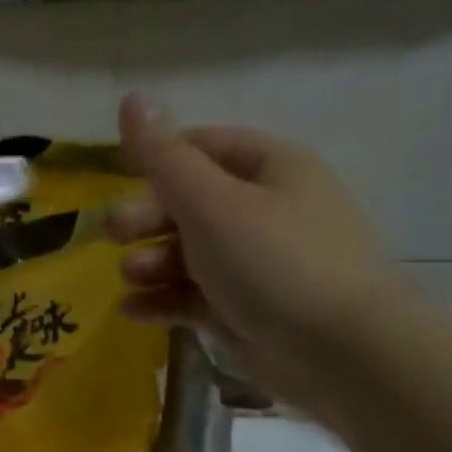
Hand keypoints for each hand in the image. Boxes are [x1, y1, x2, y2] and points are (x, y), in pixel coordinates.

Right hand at [108, 91, 416, 425]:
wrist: (339, 354)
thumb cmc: (273, 262)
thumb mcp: (210, 203)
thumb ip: (164, 157)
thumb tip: (132, 97)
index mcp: (272, 169)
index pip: (205, 147)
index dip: (158, 157)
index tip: (117, 175)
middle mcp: (267, 210)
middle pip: (192, 203)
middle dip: (148, 218)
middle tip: (112, 234)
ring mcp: (257, 264)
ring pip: (190, 253)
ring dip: (152, 262)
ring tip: (130, 278)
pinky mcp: (247, 310)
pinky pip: (196, 296)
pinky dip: (164, 301)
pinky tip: (133, 311)